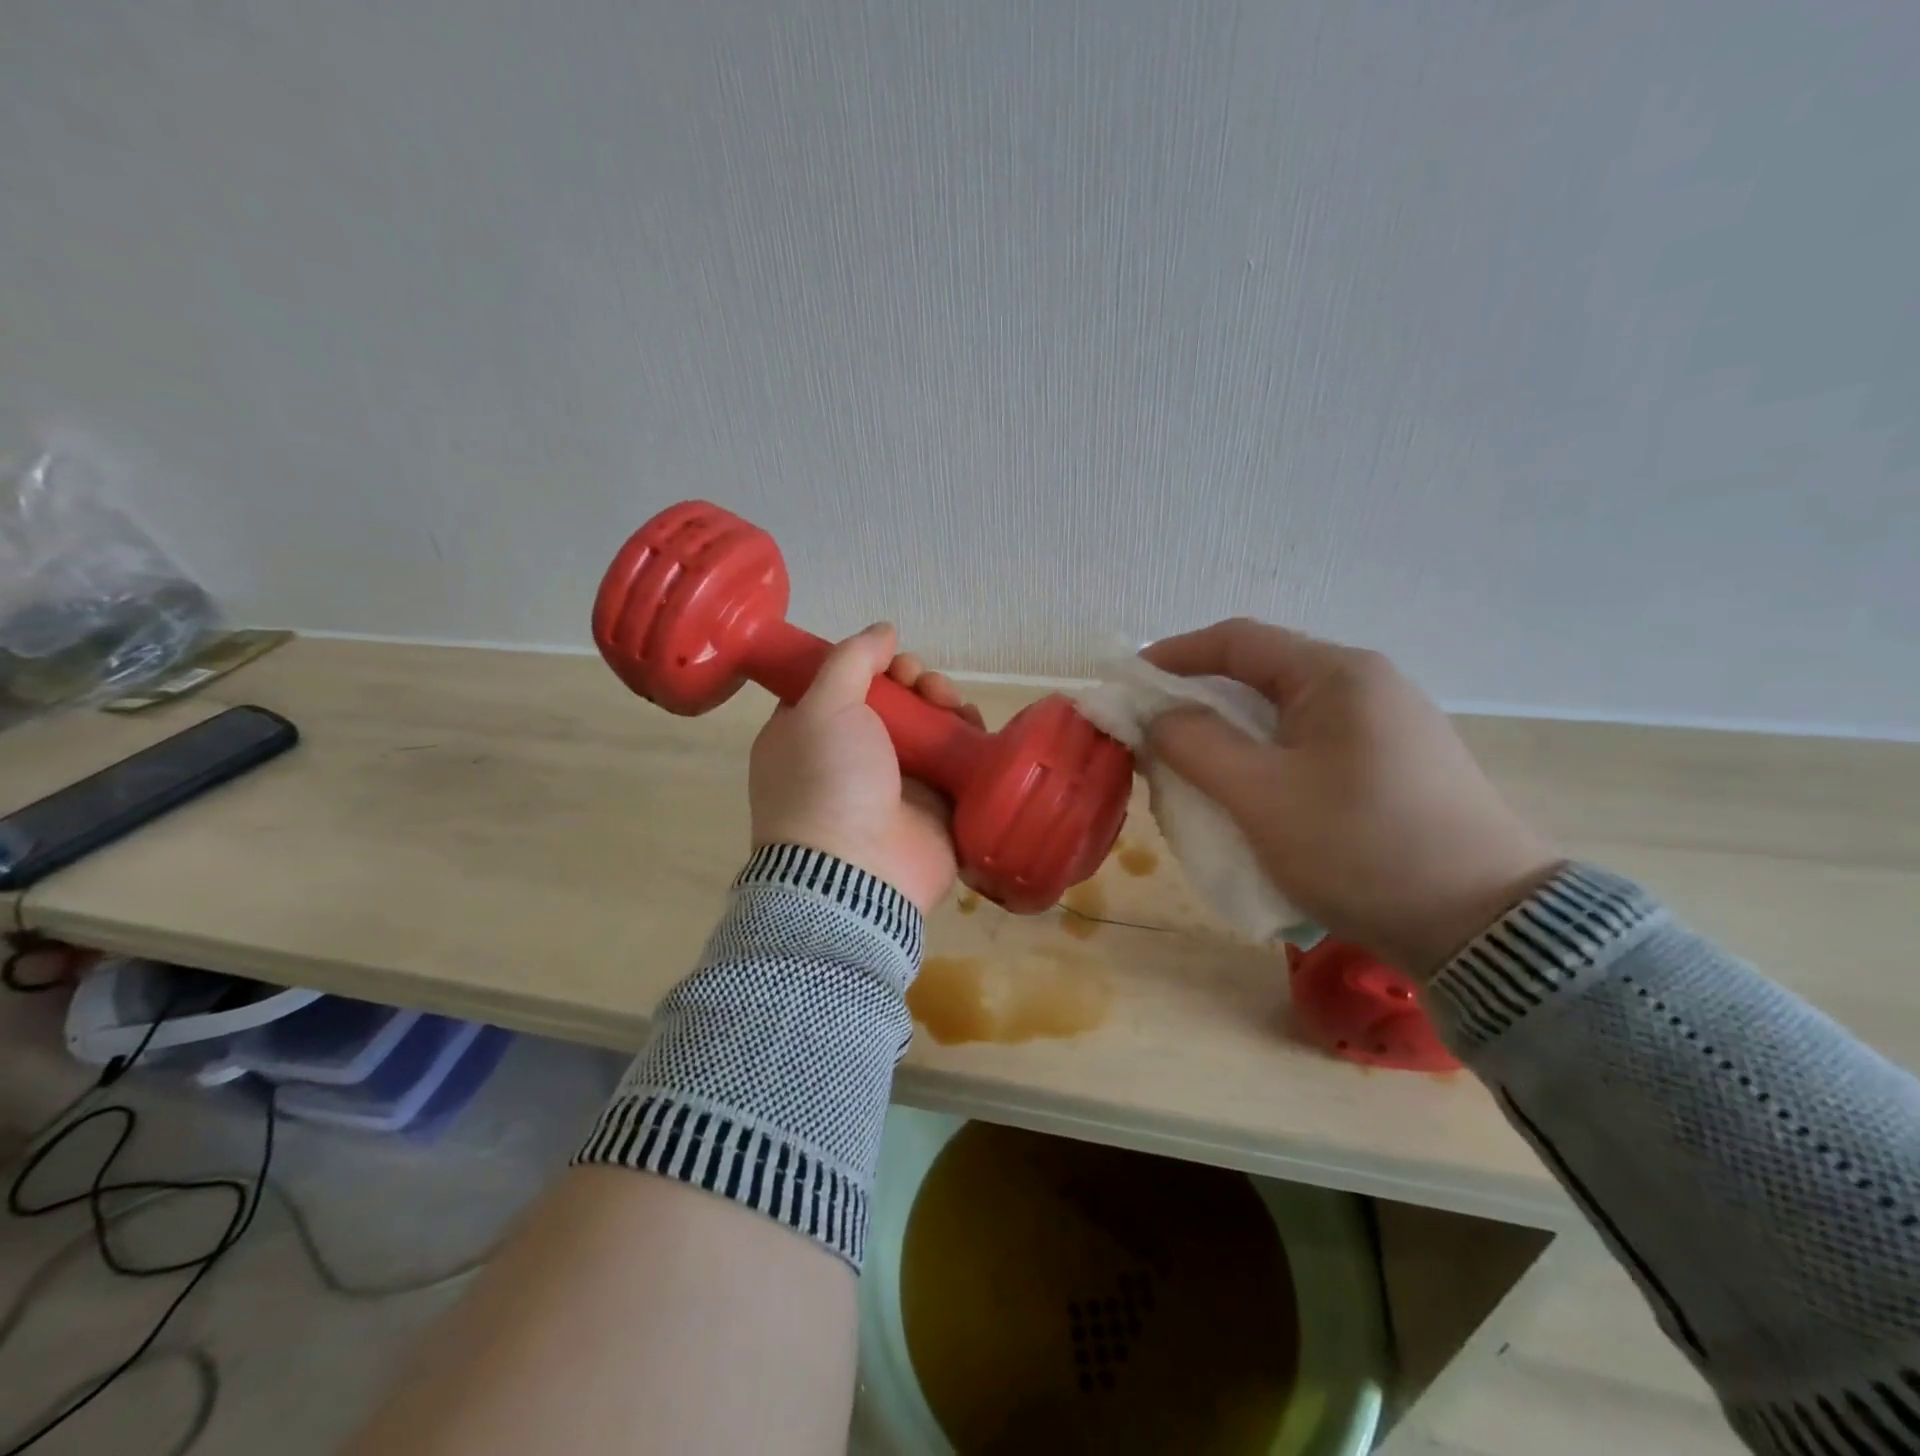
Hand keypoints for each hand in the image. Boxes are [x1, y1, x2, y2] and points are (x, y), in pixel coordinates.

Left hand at [749, 623, 982, 913]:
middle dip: (914, 682)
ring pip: (929, 726)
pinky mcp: (936, 806)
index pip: (845, 685)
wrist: (857, 873)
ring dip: (943, 704)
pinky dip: (968, 739)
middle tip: (923, 685)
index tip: (889, 662)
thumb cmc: (826, 783)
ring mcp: (896, 784)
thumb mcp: (821, 708)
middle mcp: (853, 757)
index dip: (871, 666)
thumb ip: (850, 660)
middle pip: (894, 702)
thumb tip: (882, 630)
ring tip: (951, 705)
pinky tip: (972, 728)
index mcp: (812, 735)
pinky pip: (957, 760)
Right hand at [1144, 619, 1558, 977]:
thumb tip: (1160, 716)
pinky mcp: (1396, 767)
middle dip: (1198, 701)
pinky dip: (1265, 759)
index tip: (1130, 681)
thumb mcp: (1261, 795)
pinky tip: (1250, 795)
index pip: (1237, 640)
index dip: (1175, 654)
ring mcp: (1387, 727)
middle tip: (1154, 736)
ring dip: (1230, 735)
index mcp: (1337, 674)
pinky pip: (1310, 746)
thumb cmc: (1361, 846)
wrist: (1484, 926)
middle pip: (1261, 675)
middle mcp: (1366, 685)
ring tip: (1193, 769)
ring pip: (1284, 715)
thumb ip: (1196, 745)